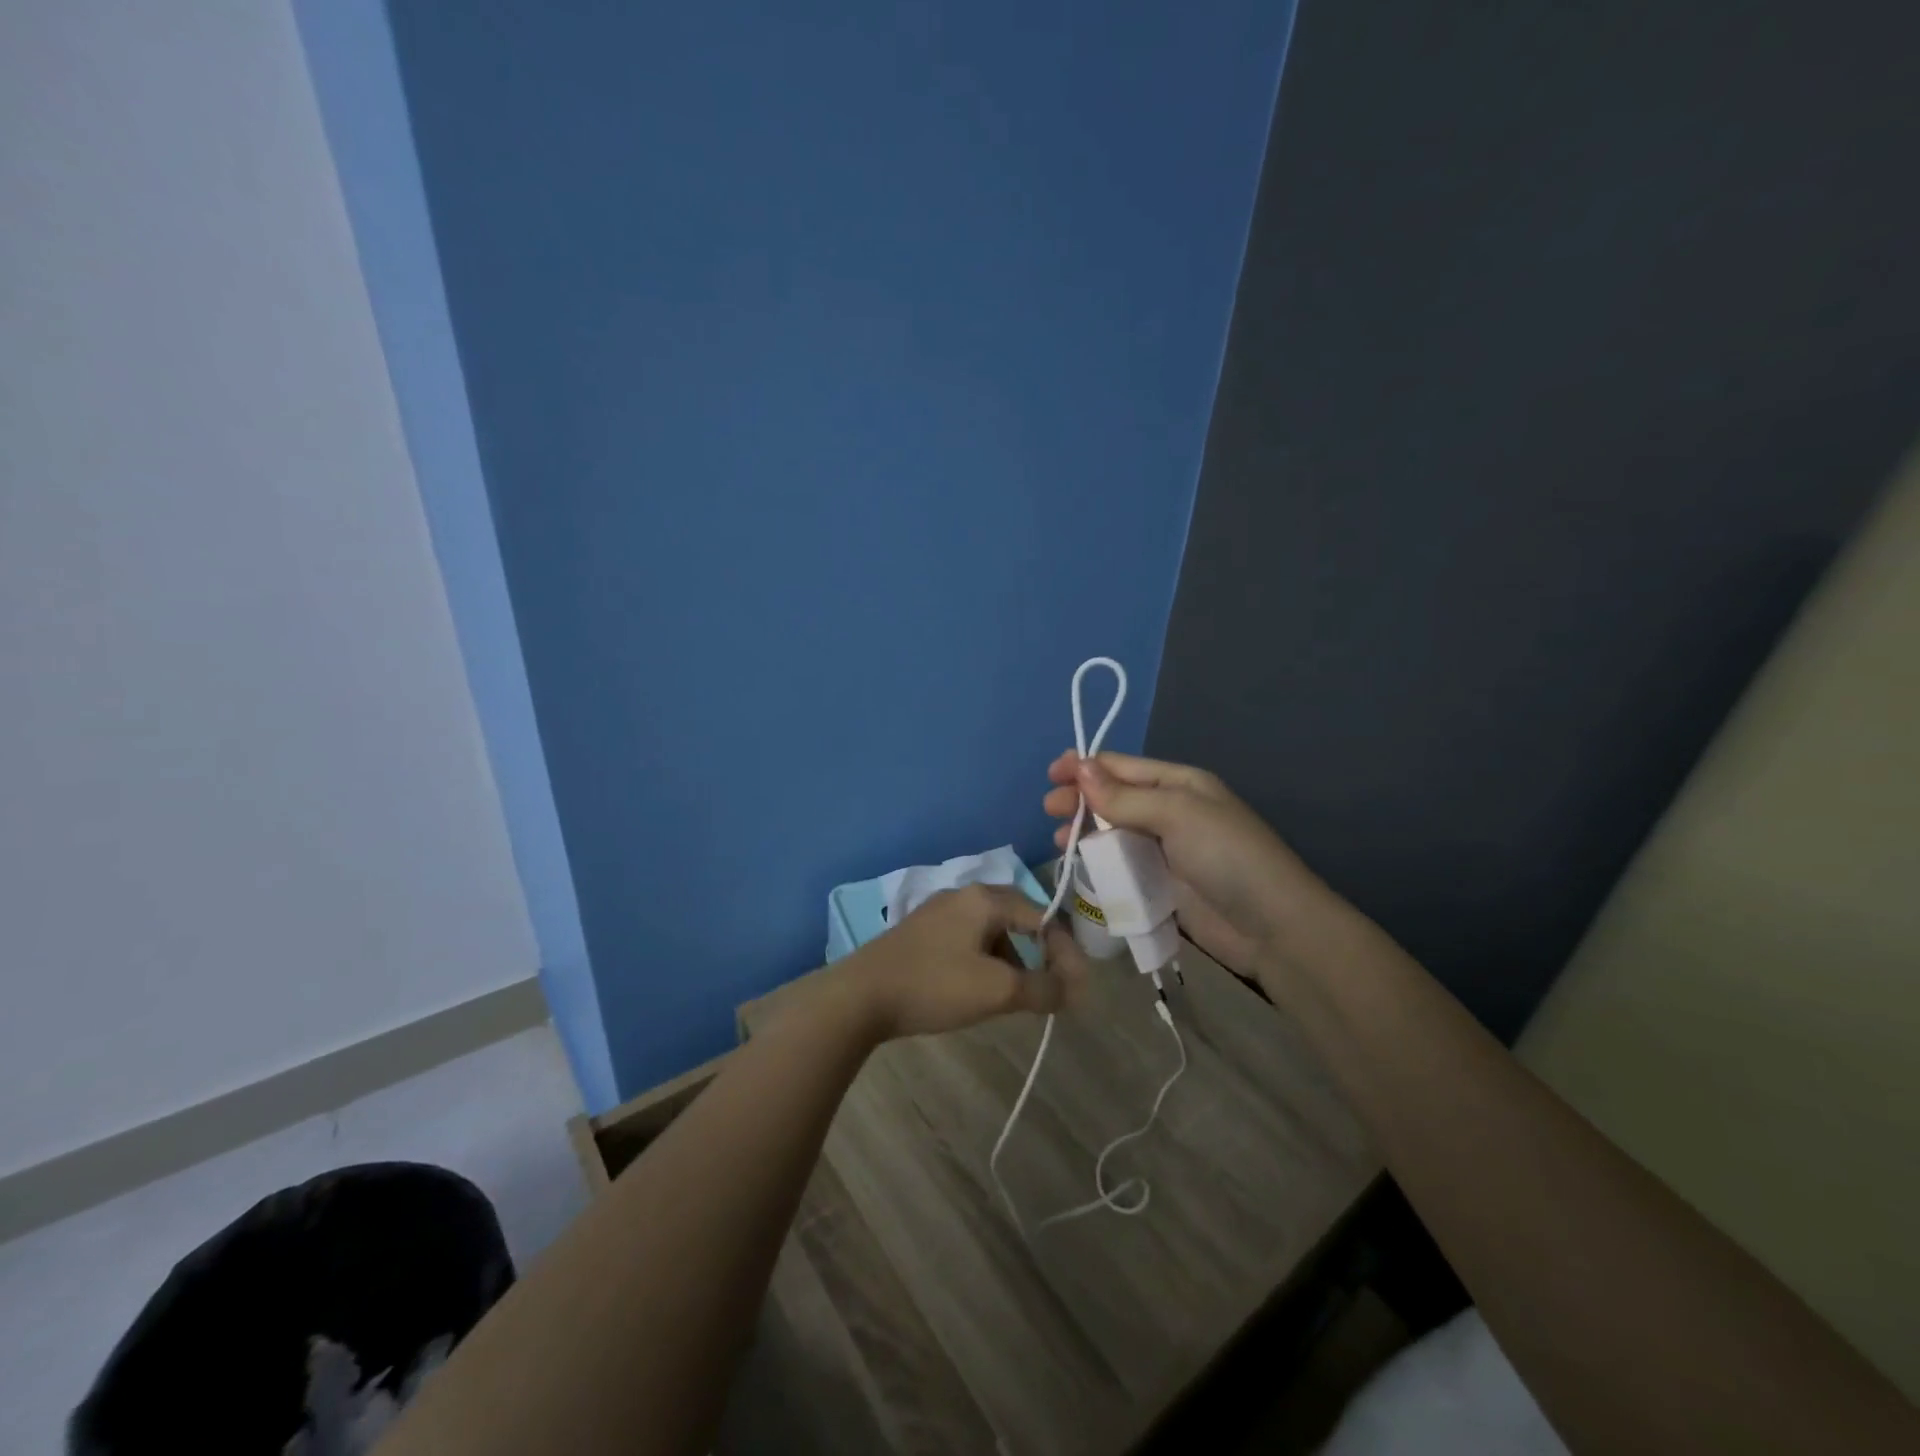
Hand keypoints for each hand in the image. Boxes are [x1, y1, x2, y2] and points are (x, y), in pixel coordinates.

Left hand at [835, 884, 1086, 1040]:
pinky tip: (977, 990)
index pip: (1042, 917)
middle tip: (1050, 988)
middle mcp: (963, 895)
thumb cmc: (934, 985)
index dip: (1065, 953)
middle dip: (1039, 954)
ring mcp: (938, 912)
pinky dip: (985, 962)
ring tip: (1014, 996)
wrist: (860, 995)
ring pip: (992, 932)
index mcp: (984, 898)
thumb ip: (1043, 988)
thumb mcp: (997, 990)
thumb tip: (1073, 991)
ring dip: (1011, 960)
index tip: (1076, 990)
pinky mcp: (921, 932)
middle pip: (1018, 919)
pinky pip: (968, 941)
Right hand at [1044, 751, 1321, 974]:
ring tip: (1060, 841)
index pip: (1123, 767)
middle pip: (1114, 798)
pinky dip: (1098, 863)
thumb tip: (1080, 767)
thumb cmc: (1227, 857)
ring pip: (1113, 833)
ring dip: (1085, 832)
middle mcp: (1171, 811)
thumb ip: (1124, 797)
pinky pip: (1121, 866)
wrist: (1272, 928)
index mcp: (1180, 784)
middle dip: (1081, 799)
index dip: (1085, 767)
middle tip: (1050, 810)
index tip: (1051, 775)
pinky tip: (1081, 866)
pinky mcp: (1160, 884)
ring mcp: (1165, 850)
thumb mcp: (1177, 814)